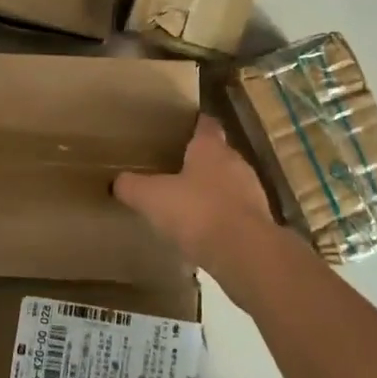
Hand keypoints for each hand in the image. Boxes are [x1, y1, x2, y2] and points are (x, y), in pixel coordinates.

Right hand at [113, 114, 276, 274]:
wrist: (244, 253)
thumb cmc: (196, 212)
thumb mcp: (151, 198)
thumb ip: (132, 186)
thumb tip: (117, 181)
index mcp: (211, 148)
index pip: (206, 125)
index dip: (195, 124)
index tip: (181, 127)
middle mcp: (236, 163)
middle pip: (218, 154)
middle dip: (201, 161)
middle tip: (177, 168)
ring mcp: (252, 193)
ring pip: (230, 184)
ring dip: (213, 191)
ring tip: (189, 202)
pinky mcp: (260, 222)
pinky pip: (237, 213)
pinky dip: (223, 217)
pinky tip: (205, 232)